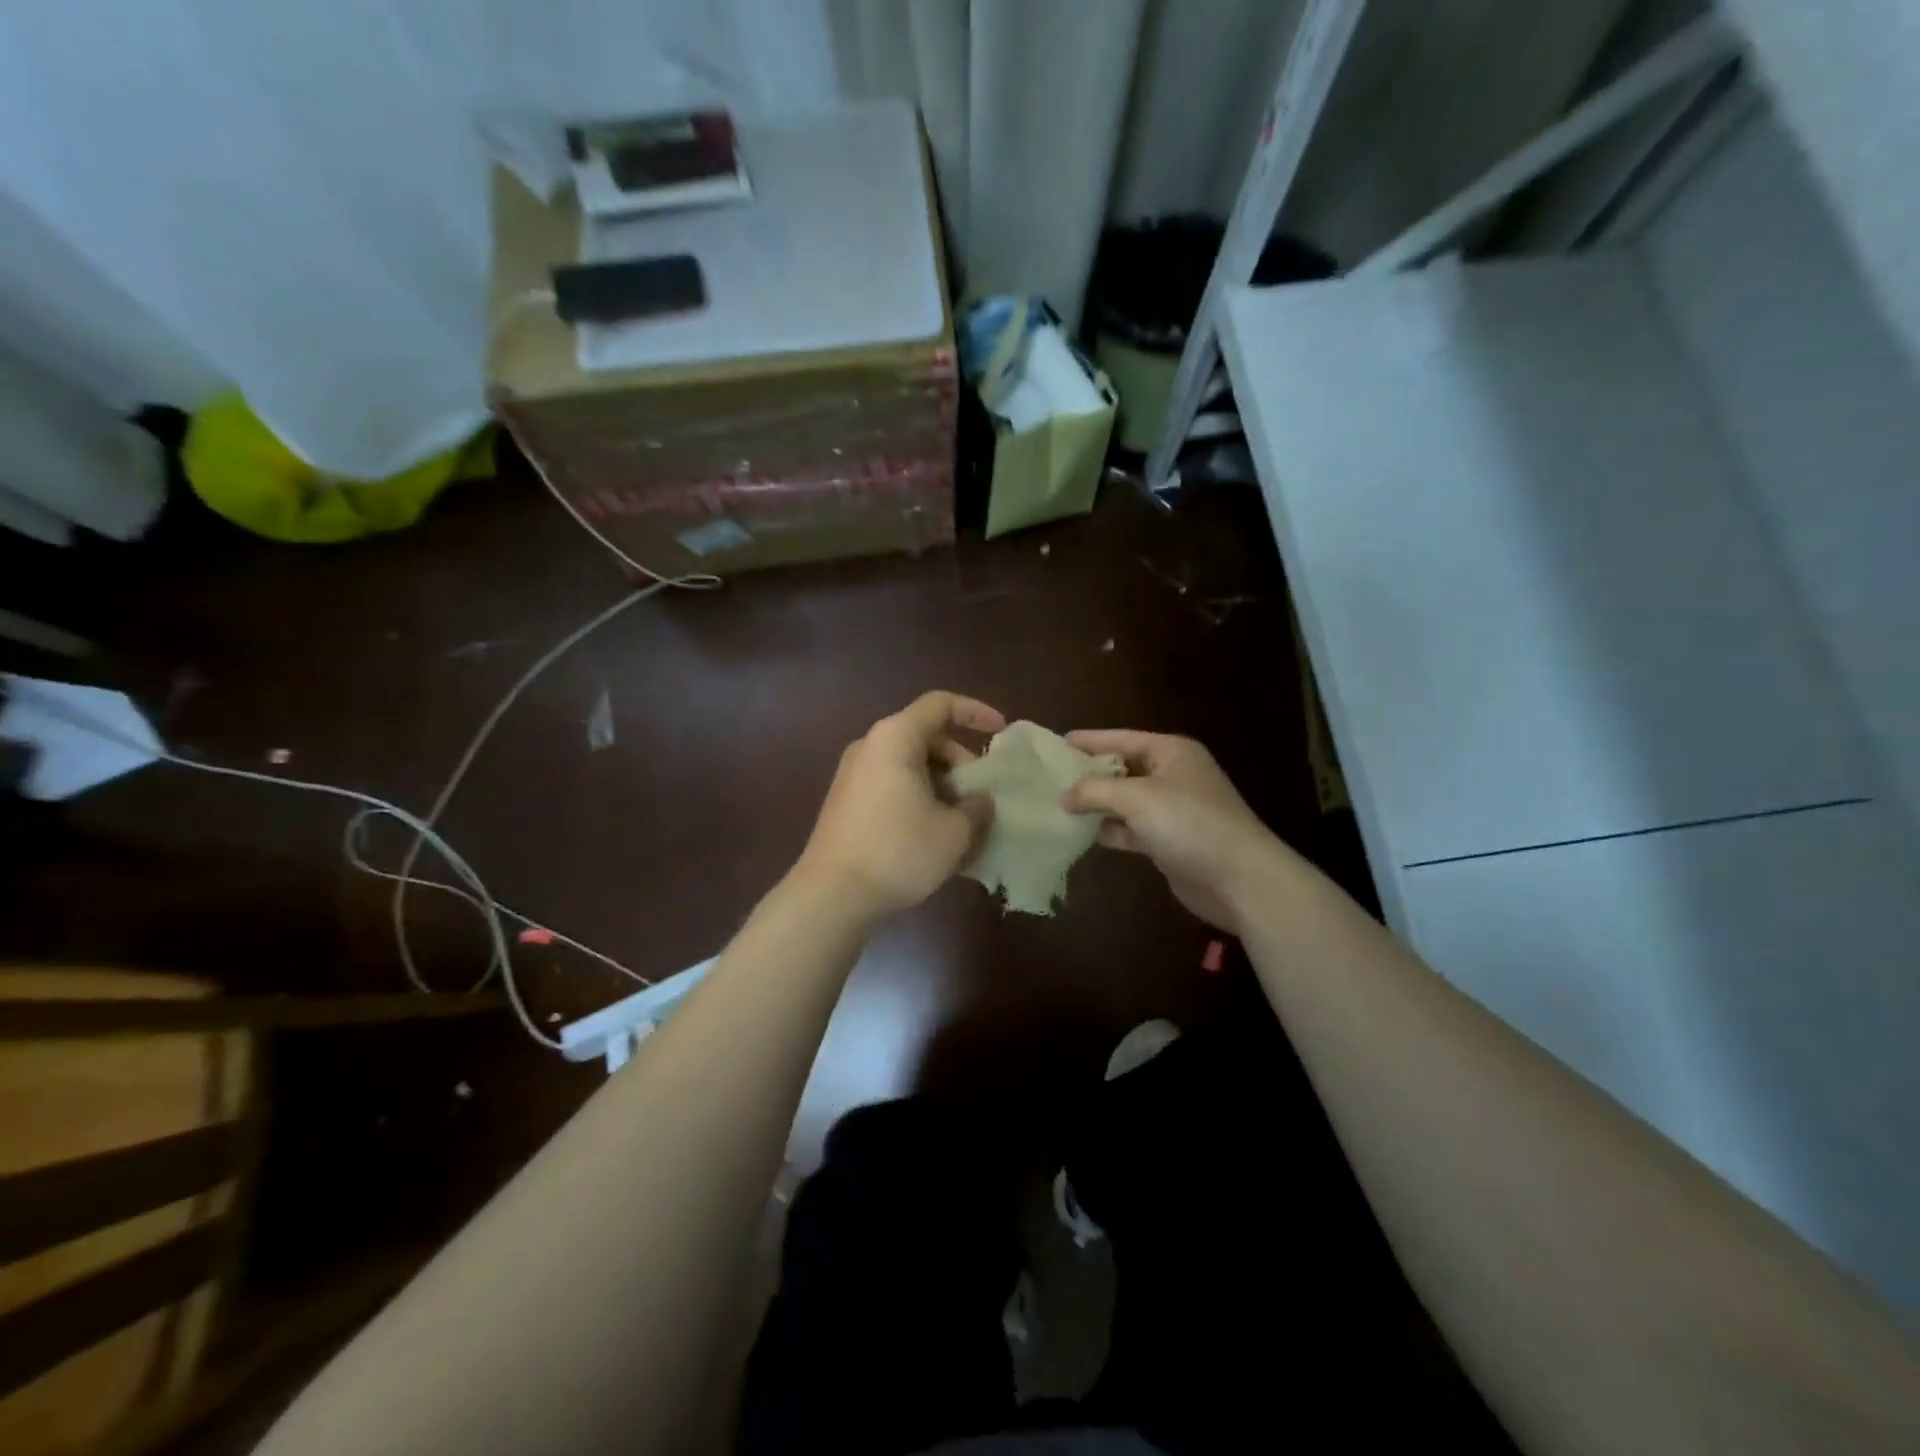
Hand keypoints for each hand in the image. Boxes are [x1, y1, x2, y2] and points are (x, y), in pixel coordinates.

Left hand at [797, 692, 1004, 920]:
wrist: (830, 895)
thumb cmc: (898, 852)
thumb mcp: (954, 832)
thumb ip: (977, 807)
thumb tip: (979, 801)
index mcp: (895, 738)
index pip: (941, 704)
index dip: (976, 712)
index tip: (1002, 732)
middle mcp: (871, 746)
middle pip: (926, 735)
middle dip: (961, 760)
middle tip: (981, 795)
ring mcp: (854, 774)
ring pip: (910, 763)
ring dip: (942, 783)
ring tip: (963, 819)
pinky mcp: (847, 800)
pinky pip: (893, 783)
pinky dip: (920, 796)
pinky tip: (934, 832)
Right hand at [1059, 730, 1280, 933]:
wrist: (1238, 879)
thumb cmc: (1188, 822)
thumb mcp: (1136, 797)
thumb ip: (1094, 791)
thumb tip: (1063, 796)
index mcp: (1171, 752)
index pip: (1121, 738)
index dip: (1089, 740)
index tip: (1055, 743)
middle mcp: (1172, 776)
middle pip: (1122, 769)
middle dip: (1088, 774)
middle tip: (1048, 777)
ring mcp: (1172, 810)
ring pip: (1124, 801)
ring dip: (1095, 805)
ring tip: (1055, 805)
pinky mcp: (1168, 842)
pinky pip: (1130, 829)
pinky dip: (1109, 830)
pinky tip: (1081, 834)